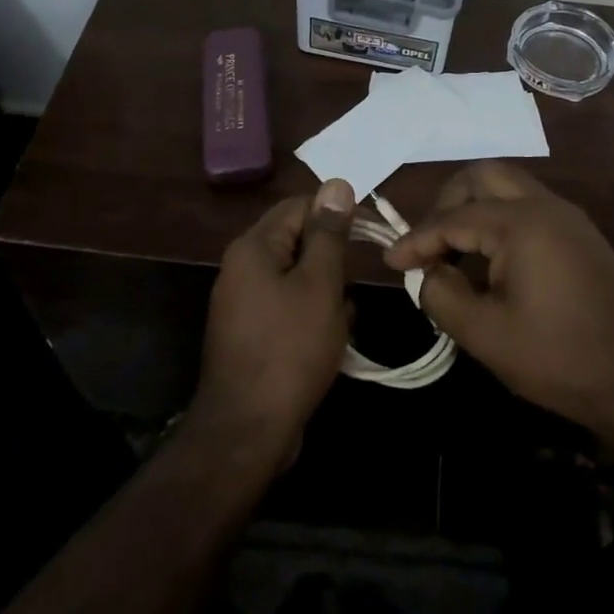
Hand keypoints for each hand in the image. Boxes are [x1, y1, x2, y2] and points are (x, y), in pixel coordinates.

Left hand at [190, 179, 354, 454]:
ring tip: (345, 316)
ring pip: (296, 276)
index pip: (299, 206)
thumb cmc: (290, 349)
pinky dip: (312, 314)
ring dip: (326, 289)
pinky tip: (333, 337)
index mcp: (254, 248)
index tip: (372, 231)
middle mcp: (241, 267)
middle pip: (296, 241)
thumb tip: (337, 184)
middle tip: (358, 279)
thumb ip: (328, 233)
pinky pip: (288, 306)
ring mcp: (243, 302)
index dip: (337, 212)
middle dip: (332, 258)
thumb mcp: (320, 284)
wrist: (248, 430)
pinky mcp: (250, 333)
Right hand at [383, 163, 613, 448]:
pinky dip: (499, 221)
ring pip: (508, 188)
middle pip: (483, 176)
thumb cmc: (559, 358)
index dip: (416, 239)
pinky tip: (490, 261)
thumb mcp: (485, 334)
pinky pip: (528, 208)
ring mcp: (568, 218)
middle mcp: (546, 206)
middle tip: (428, 243)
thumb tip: (428, 273)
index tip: (391, 261)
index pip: (453, 218)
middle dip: (447, 203)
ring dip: (474, 209)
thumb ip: (442, 295)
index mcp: (521, 223)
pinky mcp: (581, 236)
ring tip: (453, 253)